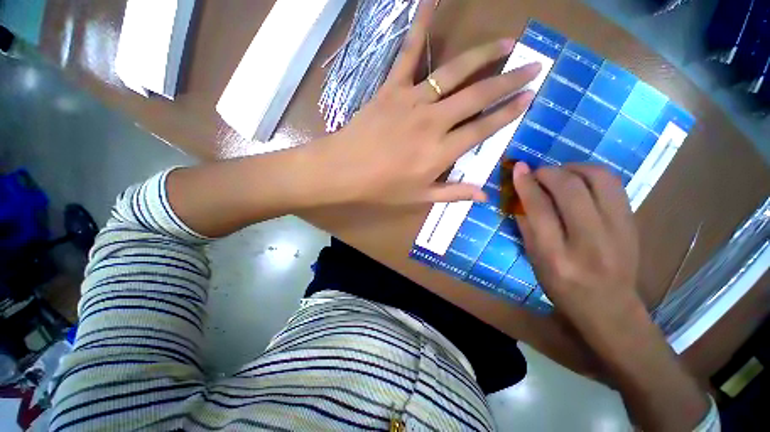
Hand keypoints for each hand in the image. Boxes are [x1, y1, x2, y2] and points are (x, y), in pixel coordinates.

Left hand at [310, 0, 540, 205]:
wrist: (343, 171)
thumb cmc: (380, 188)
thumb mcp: (418, 197)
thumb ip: (453, 194)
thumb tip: (485, 195)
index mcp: (440, 152)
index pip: (483, 129)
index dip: (507, 113)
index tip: (528, 98)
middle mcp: (433, 122)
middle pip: (477, 97)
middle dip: (508, 81)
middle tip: (533, 67)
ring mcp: (413, 101)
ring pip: (455, 73)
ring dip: (484, 55)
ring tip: (507, 43)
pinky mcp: (392, 89)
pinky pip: (408, 54)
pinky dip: (420, 26)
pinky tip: (430, 1)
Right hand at [512, 163, 712, 430]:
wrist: (610, 308)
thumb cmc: (563, 288)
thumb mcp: (535, 261)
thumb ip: (526, 226)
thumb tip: (520, 195)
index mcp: (557, 256)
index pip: (539, 208)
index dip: (527, 184)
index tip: (518, 168)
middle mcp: (590, 241)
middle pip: (571, 189)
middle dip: (549, 172)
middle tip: (537, 172)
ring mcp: (619, 230)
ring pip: (599, 179)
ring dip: (574, 168)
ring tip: (560, 173)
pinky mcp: (633, 223)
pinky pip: (613, 185)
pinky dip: (592, 174)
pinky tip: (580, 181)